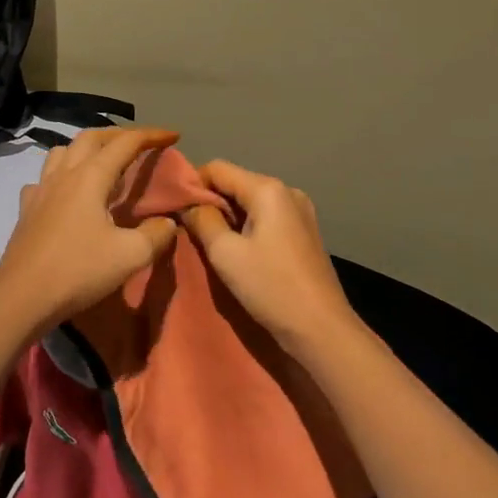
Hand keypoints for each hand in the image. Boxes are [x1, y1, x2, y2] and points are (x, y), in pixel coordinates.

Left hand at [0, 127, 182, 337]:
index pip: (125, 143)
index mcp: (90, 177)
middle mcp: (63, 174)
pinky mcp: (26, 209)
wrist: (22, 297)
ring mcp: (40, 189)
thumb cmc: (78, 270)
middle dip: (118, 134)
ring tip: (102, 162)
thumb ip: (155, 234)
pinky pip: (44, 178)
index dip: (151, 135)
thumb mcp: (130, 256)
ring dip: (86, 148)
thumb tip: (167, 222)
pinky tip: (65, 193)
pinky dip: (60, 175)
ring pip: (62, 151)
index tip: (173, 136)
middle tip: (139, 144)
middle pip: (91, 137)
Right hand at [183, 160, 358, 353]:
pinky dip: (247, 227)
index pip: (217, 168)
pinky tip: (238, 251)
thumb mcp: (225, 253)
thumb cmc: (271, 287)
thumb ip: (202, 220)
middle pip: (236, 183)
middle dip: (210, 202)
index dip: (192, 184)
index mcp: (268, 189)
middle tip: (189, 230)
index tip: (176, 210)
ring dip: (228, 217)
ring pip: (250, 201)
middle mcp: (287, 191)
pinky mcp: (304, 232)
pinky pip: (266, 217)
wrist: (322, 329)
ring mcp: (300, 211)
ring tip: (210, 243)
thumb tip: (188, 205)